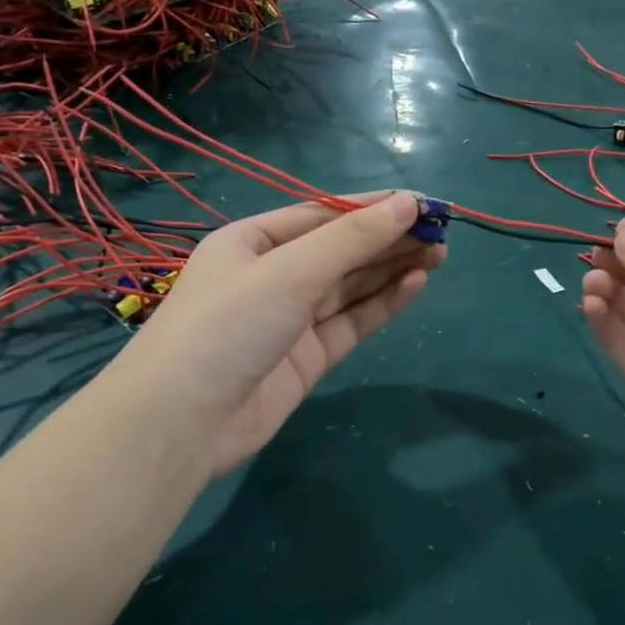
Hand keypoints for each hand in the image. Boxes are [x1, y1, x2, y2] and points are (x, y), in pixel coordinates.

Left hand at [121, 192, 441, 475]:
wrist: (182, 422)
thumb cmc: (227, 325)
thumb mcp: (289, 272)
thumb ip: (351, 240)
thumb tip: (406, 204)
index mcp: (252, 242)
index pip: (321, 215)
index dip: (372, 208)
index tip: (422, 202)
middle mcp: (271, 277)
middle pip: (340, 251)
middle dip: (388, 239)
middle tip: (441, 230)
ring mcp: (289, 320)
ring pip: (350, 287)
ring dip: (391, 269)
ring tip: (439, 252)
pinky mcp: (306, 359)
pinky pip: (350, 323)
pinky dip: (382, 304)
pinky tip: (415, 284)